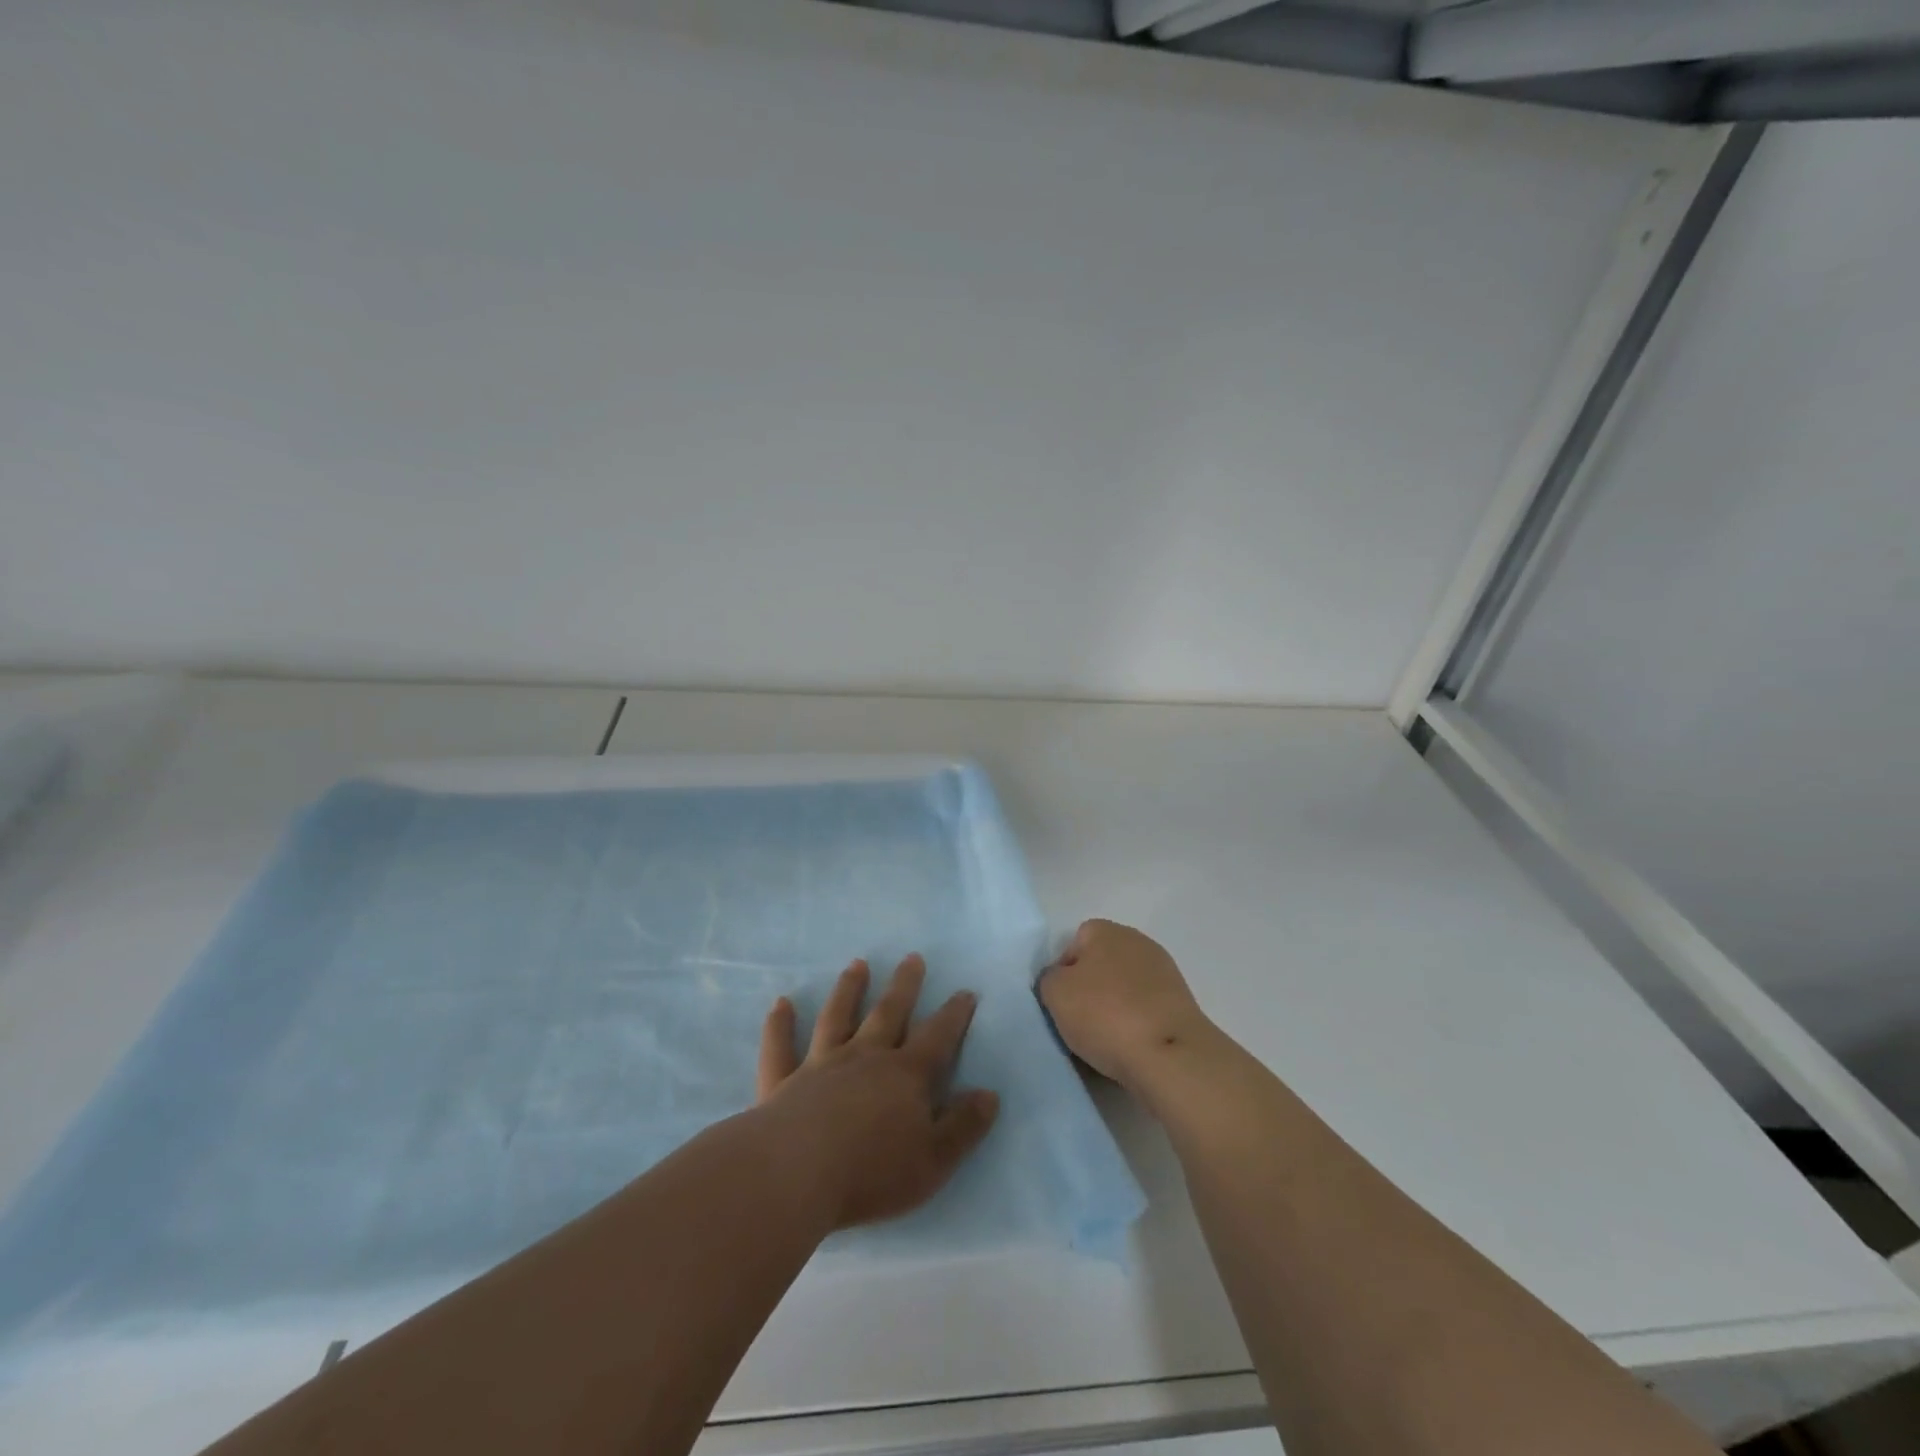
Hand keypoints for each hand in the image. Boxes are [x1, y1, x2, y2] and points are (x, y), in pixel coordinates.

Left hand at [755, 954, 999, 1231]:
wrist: (796, 1174)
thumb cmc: (871, 1172)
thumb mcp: (933, 1160)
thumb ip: (963, 1127)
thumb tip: (990, 1094)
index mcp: (905, 1075)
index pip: (937, 1038)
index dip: (954, 1015)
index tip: (965, 992)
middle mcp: (864, 1057)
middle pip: (888, 1013)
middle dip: (904, 986)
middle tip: (912, 958)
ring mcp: (821, 1064)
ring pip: (837, 1017)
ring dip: (848, 990)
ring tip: (857, 964)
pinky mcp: (783, 1081)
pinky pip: (781, 1047)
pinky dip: (780, 1025)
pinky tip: (781, 1003)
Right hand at [1037, 920, 1218, 1089]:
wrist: (1170, 1056)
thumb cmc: (1106, 1015)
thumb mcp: (1055, 993)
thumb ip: (1049, 978)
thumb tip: (1060, 981)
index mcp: (1107, 931)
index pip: (1074, 943)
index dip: (1062, 972)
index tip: (1060, 1002)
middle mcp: (1138, 943)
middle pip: (1100, 966)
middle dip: (1088, 991)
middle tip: (1077, 1023)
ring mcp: (1164, 973)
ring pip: (1123, 990)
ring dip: (1112, 1010)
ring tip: (1102, 1043)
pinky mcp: (1180, 1005)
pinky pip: (1144, 1012)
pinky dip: (1134, 1026)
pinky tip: (1127, 1049)